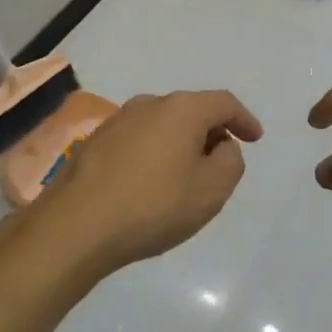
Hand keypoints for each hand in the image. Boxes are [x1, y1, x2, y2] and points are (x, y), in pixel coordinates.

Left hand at [45, 90, 262, 269]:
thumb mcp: (212, 189)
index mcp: (182, 109)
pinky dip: (153, 156)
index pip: (224, 103)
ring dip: (179, 145)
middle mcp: (148, 104)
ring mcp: (116, 122)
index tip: (255, 138)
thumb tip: (221, 146)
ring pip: (161, 126)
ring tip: (184, 178)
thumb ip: (231, 161)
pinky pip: (137, 142)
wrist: (75, 228)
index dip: (244, 119)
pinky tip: (150, 185)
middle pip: (191, 111)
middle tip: (220, 163)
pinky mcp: (93, 144)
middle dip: (210, 133)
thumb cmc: (154, 205)